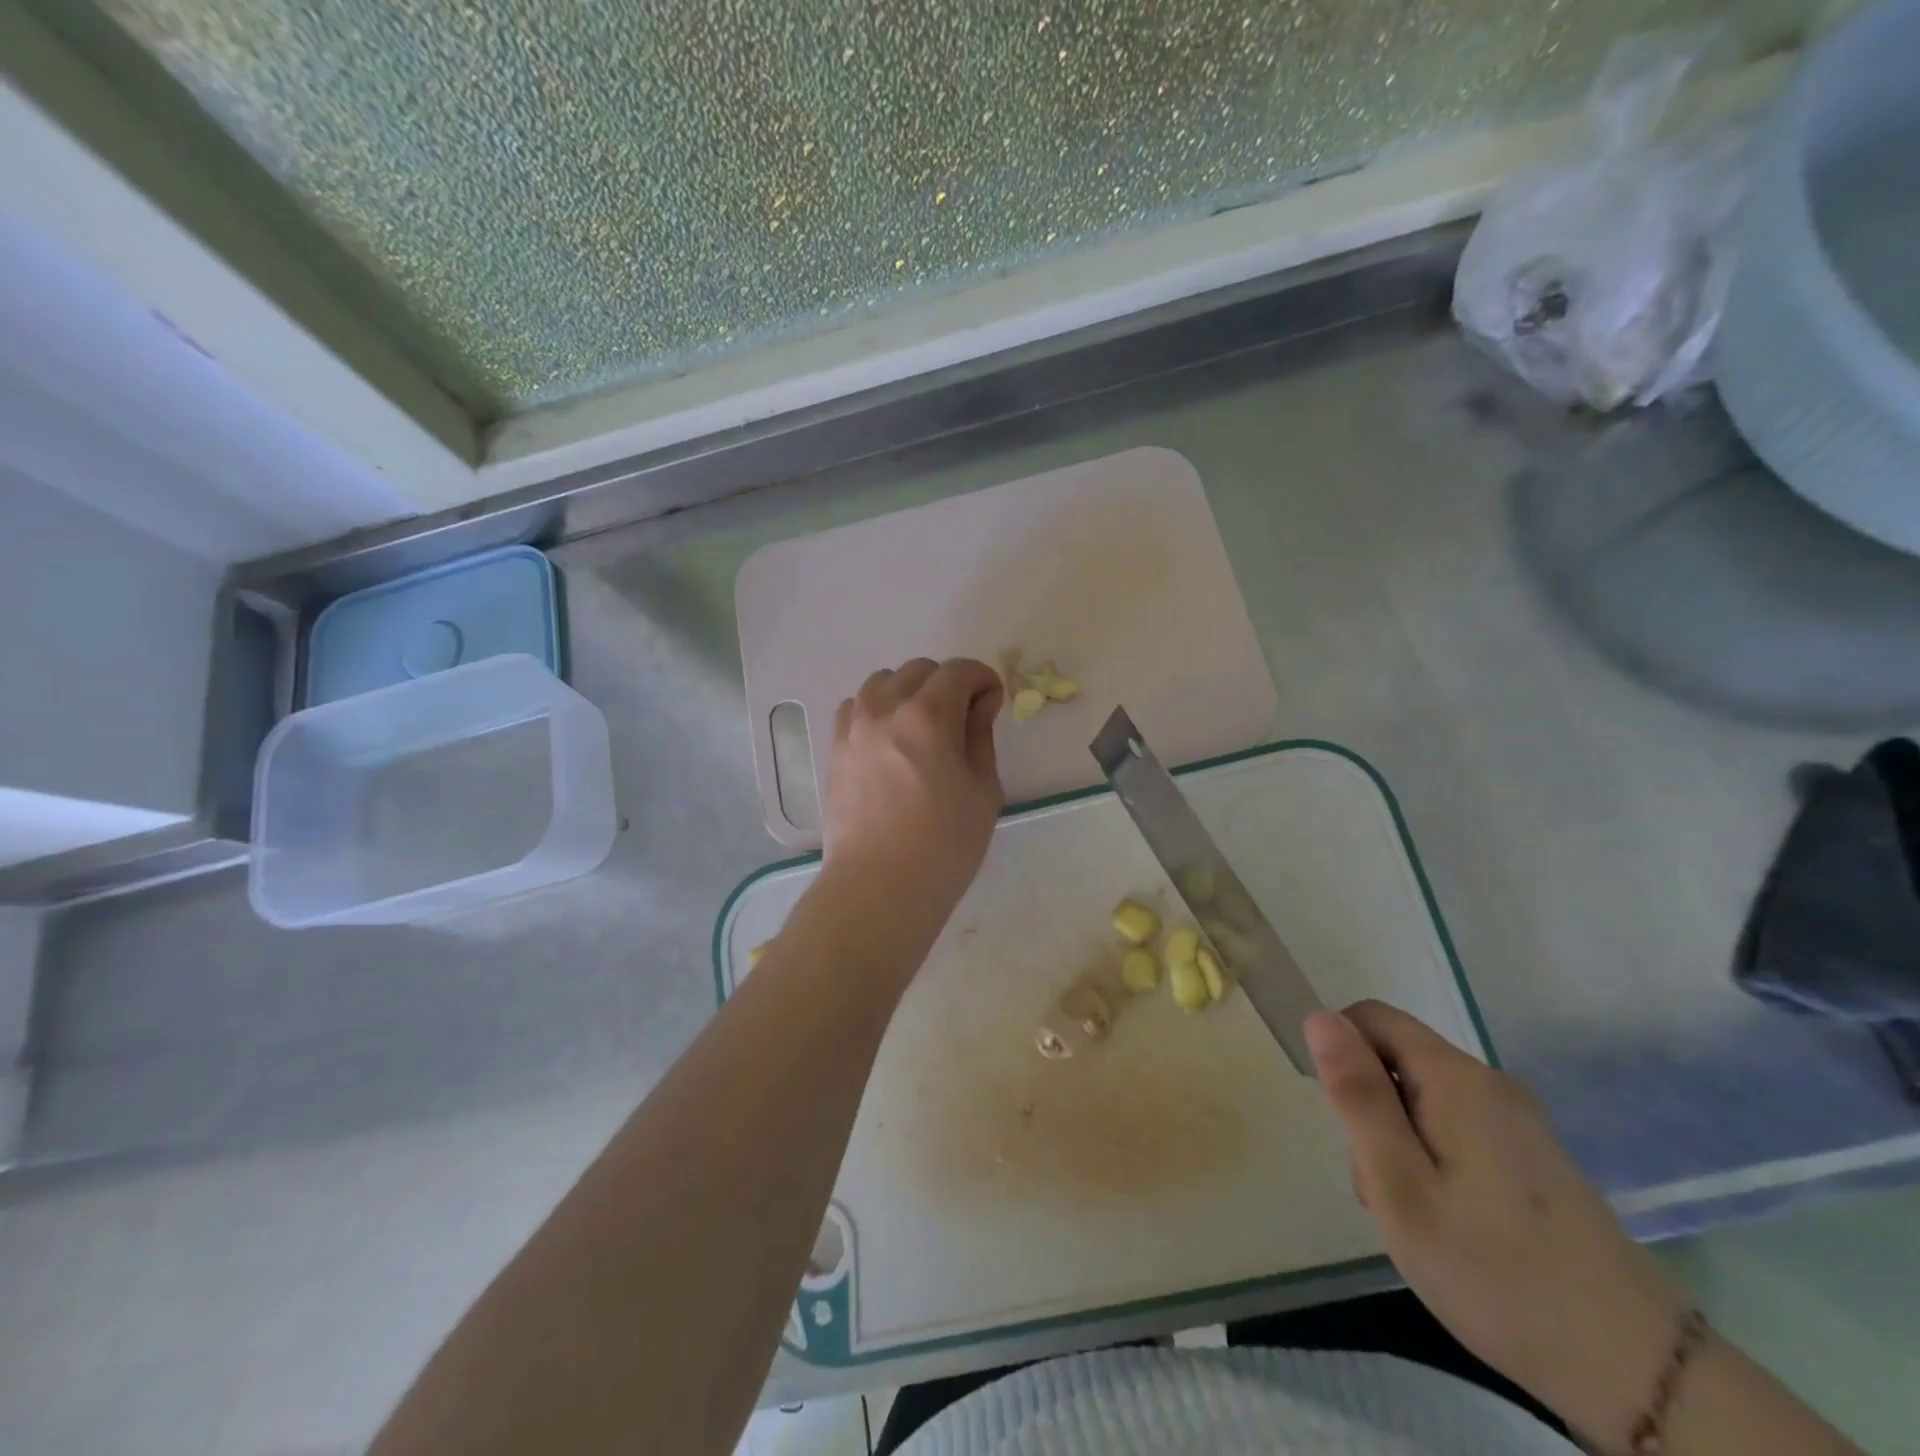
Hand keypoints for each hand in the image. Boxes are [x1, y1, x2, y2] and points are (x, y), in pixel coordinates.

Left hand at [823, 657, 1004, 915]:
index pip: (959, 670)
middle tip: (963, 721)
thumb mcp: (983, 790)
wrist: (878, 887)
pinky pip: (855, 708)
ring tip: (922, 729)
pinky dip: (877, 710)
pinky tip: (889, 741)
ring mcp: (854, 727)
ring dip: (909, 693)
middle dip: (948, 684)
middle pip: (920, 670)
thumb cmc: (944, 845)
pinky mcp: (835, 749)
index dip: (983, 680)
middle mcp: (885, 708)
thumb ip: (980, 735)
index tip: (993, 703)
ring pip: (883, 683)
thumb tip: (980, 703)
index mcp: (928, 715)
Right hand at [1308, 1001, 1690, 1451]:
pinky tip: (1453, 1223)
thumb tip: (1319, 1016)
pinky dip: (1435, 1161)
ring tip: (1418, 1216)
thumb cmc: (1496, 1273)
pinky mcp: (1536, 1157)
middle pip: (1397, 1061)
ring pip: (1423, 1099)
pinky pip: (1457, 1128)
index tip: (1346, 1123)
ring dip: (1400, 1142)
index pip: (1371, 1018)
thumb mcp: (1400, 1186)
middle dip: (1371, 1110)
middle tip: (1385, 1189)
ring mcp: (1520, 1121)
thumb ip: (1358, 1096)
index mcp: (1457, 1079)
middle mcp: (1492, 1084)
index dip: (1341, 1055)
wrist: (1641, 1375)